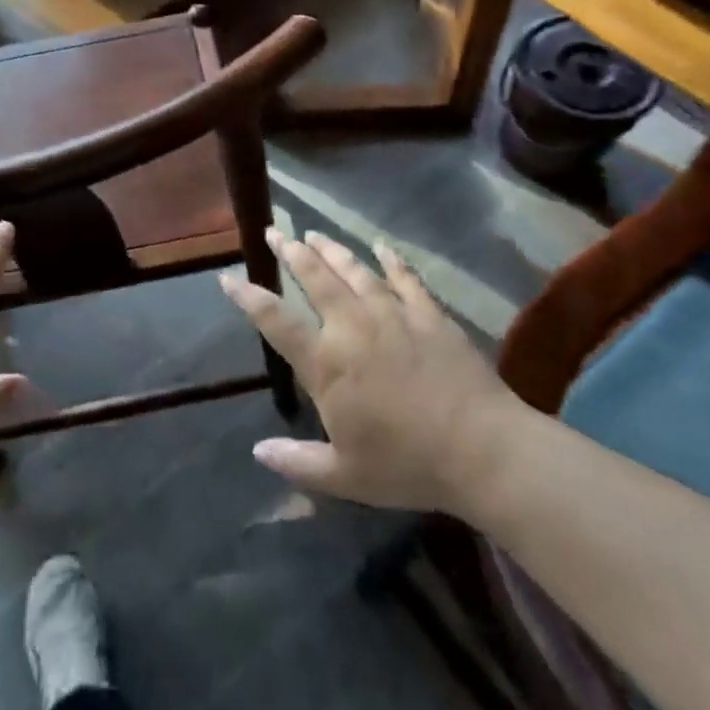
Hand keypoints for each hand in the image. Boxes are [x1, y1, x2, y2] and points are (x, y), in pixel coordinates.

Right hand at [220, 229, 522, 514]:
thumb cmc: (408, 465)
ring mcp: (393, 315)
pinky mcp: (429, 314)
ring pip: (354, 271)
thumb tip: (258, 451)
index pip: (276, 321)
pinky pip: (406, 279)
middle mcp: (352, 327)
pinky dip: (392, 261)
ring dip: (331, 250)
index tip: (228, 276)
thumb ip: (298, 462)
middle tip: (275, 232)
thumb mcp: (345, 477)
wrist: (481, 449)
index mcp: (327, 364)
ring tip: (314, 233)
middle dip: (291, 252)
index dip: (248, 298)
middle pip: (315, 279)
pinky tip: (382, 247)